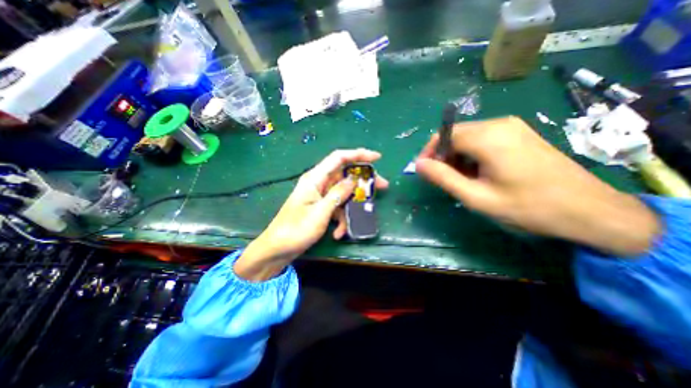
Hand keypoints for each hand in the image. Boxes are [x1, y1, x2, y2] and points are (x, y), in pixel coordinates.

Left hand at [236, 147, 386, 278]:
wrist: (278, 249)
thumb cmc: (295, 230)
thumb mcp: (320, 212)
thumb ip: (337, 194)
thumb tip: (353, 180)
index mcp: (315, 178)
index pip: (339, 158)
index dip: (358, 154)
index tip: (376, 157)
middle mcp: (319, 183)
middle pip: (345, 175)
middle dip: (363, 182)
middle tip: (381, 187)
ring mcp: (320, 196)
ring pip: (344, 193)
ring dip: (352, 206)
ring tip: (358, 220)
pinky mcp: (321, 207)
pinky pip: (337, 207)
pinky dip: (341, 218)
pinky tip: (338, 233)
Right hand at [415, 117, 657, 259]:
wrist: (589, 211)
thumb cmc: (527, 207)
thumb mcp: (476, 197)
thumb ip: (443, 178)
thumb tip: (418, 164)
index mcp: (488, 137)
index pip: (443, 135)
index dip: (430, 152)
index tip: (425, 172)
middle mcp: (499, 124)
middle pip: (455, 134)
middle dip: (444, 156)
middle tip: (446, 180)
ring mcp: (512, 126)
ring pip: (468, 137)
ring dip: (457, 157)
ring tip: (464, 180)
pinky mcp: (519, 133)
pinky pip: (483, 139)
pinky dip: (472, 154)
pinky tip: (480, 173)